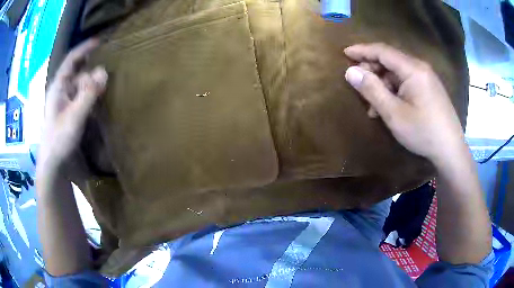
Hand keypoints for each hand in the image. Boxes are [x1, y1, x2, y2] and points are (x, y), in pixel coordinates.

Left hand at [37, 39, 107, 173]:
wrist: (53, 166)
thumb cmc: (59, 140)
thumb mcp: (74, 116)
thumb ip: (88, 93)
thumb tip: (104, 71)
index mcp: (58, 87)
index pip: (71, 60)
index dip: (84, 48)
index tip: (100, 41)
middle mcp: (61, 91)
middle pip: (78, 72)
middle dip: (92, 69)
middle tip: (108, 70)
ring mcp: (65, 103)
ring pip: (80, 86)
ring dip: (92, 83)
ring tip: (106, 84)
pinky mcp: (69, 114)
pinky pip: (81, 98)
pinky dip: (90, 95)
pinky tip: (98, 100)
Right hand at [344, 43, 465, 165]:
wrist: (450, 150)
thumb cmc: (423, 132)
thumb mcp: (394, 114)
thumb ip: (372, 90)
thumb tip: (350, 71)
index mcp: (413, 69)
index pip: (383, 51)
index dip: (362, 50)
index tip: (345, 53)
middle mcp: (420, 68)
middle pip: (390, 61)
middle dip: (372, 71)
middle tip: (359, 86)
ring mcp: (426, 78)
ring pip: (398, 73)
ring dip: (383, 85)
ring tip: (373, 106)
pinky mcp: (429, 88)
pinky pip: (407, 82)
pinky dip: (394, 91)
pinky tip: (390, 107)